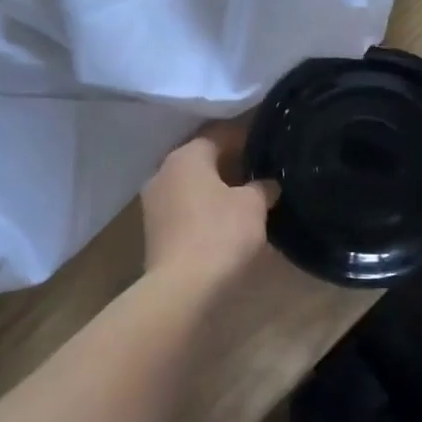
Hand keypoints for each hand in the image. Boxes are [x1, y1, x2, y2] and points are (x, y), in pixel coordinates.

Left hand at [141, 123, 278, 289]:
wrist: (182, 287)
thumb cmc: (220, 234)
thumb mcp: (253, 206)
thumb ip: (262, 187)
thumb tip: (267, 184)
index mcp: (186, 156)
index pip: (218, 134)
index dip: (245, 136)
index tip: (267, 142)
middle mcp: (163, 171)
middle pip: (202, 159)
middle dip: (230, 163)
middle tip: (260, 169)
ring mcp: (153, 202)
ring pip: (191, 185)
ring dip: (216, 188)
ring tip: (246, 196)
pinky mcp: (154, 230)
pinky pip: (185, 208)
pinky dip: (204, 208)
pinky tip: (226, 219)